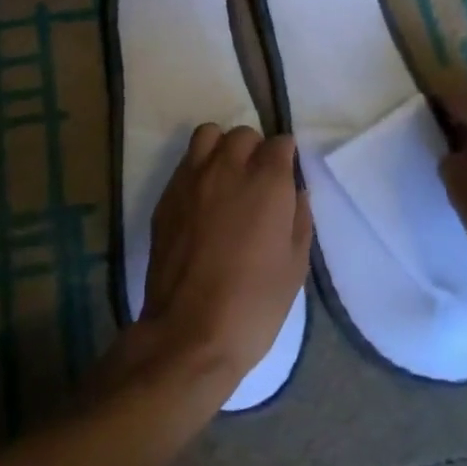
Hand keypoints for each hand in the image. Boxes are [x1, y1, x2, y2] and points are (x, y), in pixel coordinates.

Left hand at [124, 125, 311, 401]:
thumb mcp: (296, 265)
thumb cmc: (255, 303)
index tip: (286, 177)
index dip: (285, 157)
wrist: (190, 331)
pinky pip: (185, 162)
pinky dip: (198, 168)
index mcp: (267, 182)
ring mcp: (192, 178)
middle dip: (255, 150)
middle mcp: (228, 168)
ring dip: (222, 148)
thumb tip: (296, 191)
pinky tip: (203, 198)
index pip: (280, 143)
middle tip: (257, 180)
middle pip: (243, 134)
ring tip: (226, 177)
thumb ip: (299, 218)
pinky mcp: (167, 195)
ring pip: (209, 135)